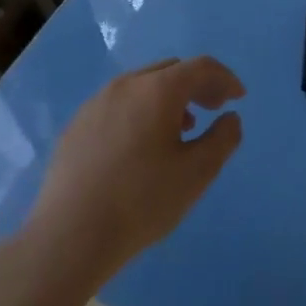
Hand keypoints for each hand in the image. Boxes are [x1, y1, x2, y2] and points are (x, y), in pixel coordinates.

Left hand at [26, 56, 244, 285]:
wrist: (67, 238)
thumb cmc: (141, 201)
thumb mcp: (197, 173)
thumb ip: (223, 139)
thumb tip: (230, 118)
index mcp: (158, 89)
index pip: (201, 67)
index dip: (225, 79)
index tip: (238, 98)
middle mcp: (126, 85)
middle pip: (171, 70)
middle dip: (197, 85)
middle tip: (213, 108)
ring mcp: (96, 103)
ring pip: (142, 86)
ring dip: (168, 98)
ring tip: (180, 130)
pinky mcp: (76, 126)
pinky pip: (118, 105)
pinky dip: (140, 112)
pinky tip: (140, 147)